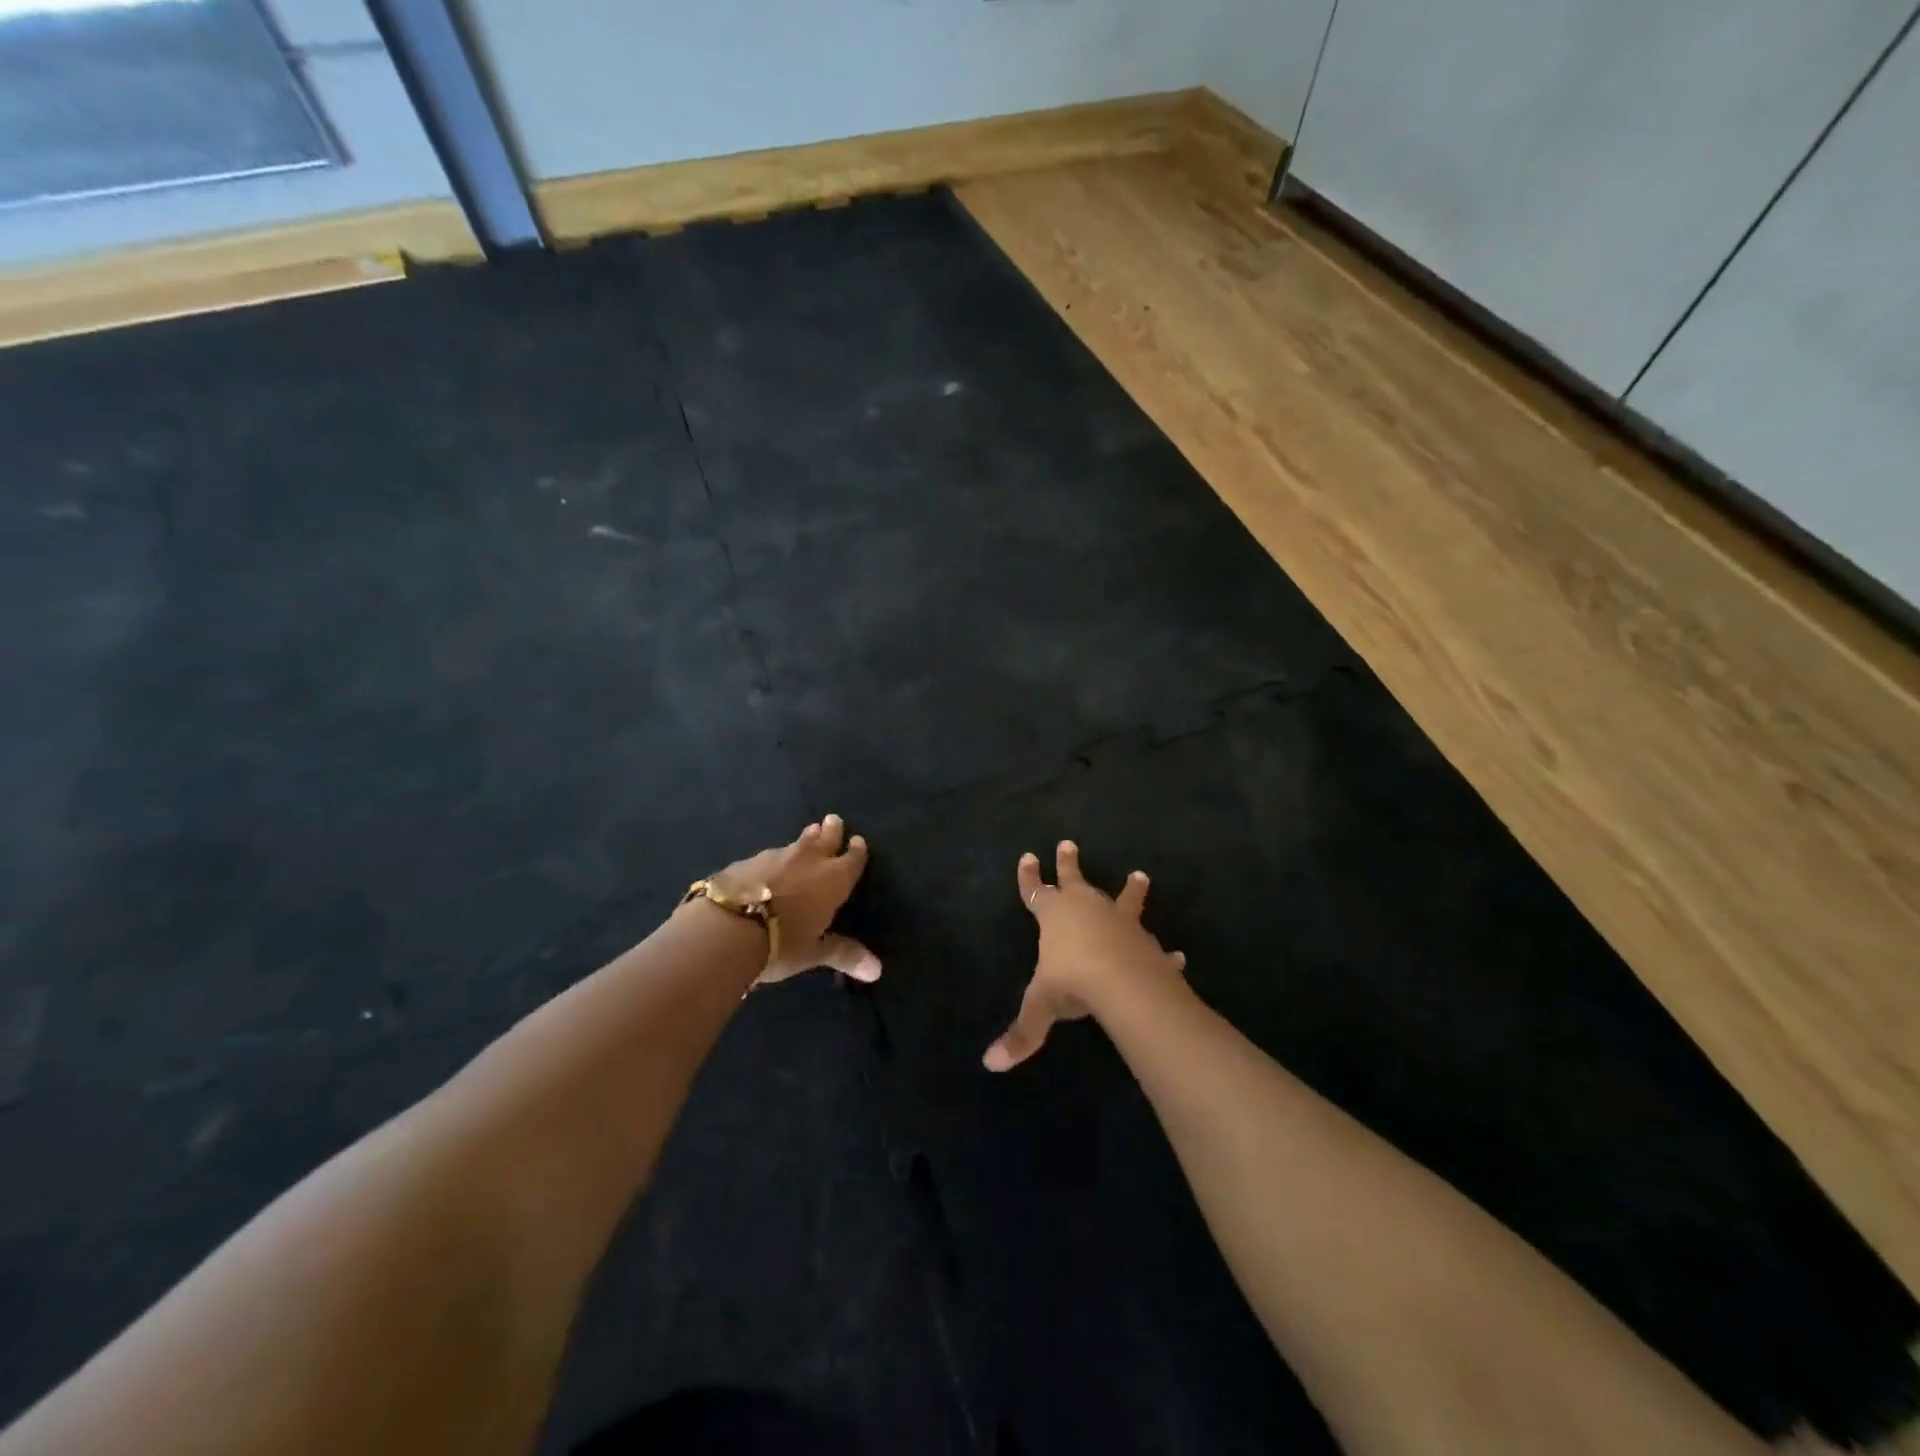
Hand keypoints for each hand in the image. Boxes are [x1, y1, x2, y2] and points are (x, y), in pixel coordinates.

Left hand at [712, 814, 880, 987]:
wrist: (726, 928)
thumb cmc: (780, 943)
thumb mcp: (813, 952)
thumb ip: (843, 954)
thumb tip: (878, 970)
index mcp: (832, 880)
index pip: (851, 860)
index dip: (857, 851)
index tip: (858, 840)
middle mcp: (807, 861)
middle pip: (824, 839)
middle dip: (831, 830)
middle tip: (834, 820)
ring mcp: (775, 857)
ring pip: (796, 843)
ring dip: (804, 839)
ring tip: (809, 832)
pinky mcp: (746, 862)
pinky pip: (768, 856)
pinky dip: (774, 859)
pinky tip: (768, 865)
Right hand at [983, 840, 1185, 1071]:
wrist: (1122, 982)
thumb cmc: (1071, 982)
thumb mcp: (1040, 1006)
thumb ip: (1021, 1033)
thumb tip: (990, 1064)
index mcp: (1055, 915)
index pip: (1035, 891)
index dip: (1030, 877)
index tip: (1027, 856)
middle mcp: (1087, 909)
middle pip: (1075, 880)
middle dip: (1068, 863)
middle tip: (1068, 843)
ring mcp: (1119, 922)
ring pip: (1123, 899)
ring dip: (1131, 890)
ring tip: (1140, 875)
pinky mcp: (1145, 941)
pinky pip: (1154, 944)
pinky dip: (1164, 951)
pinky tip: (1177, 955)